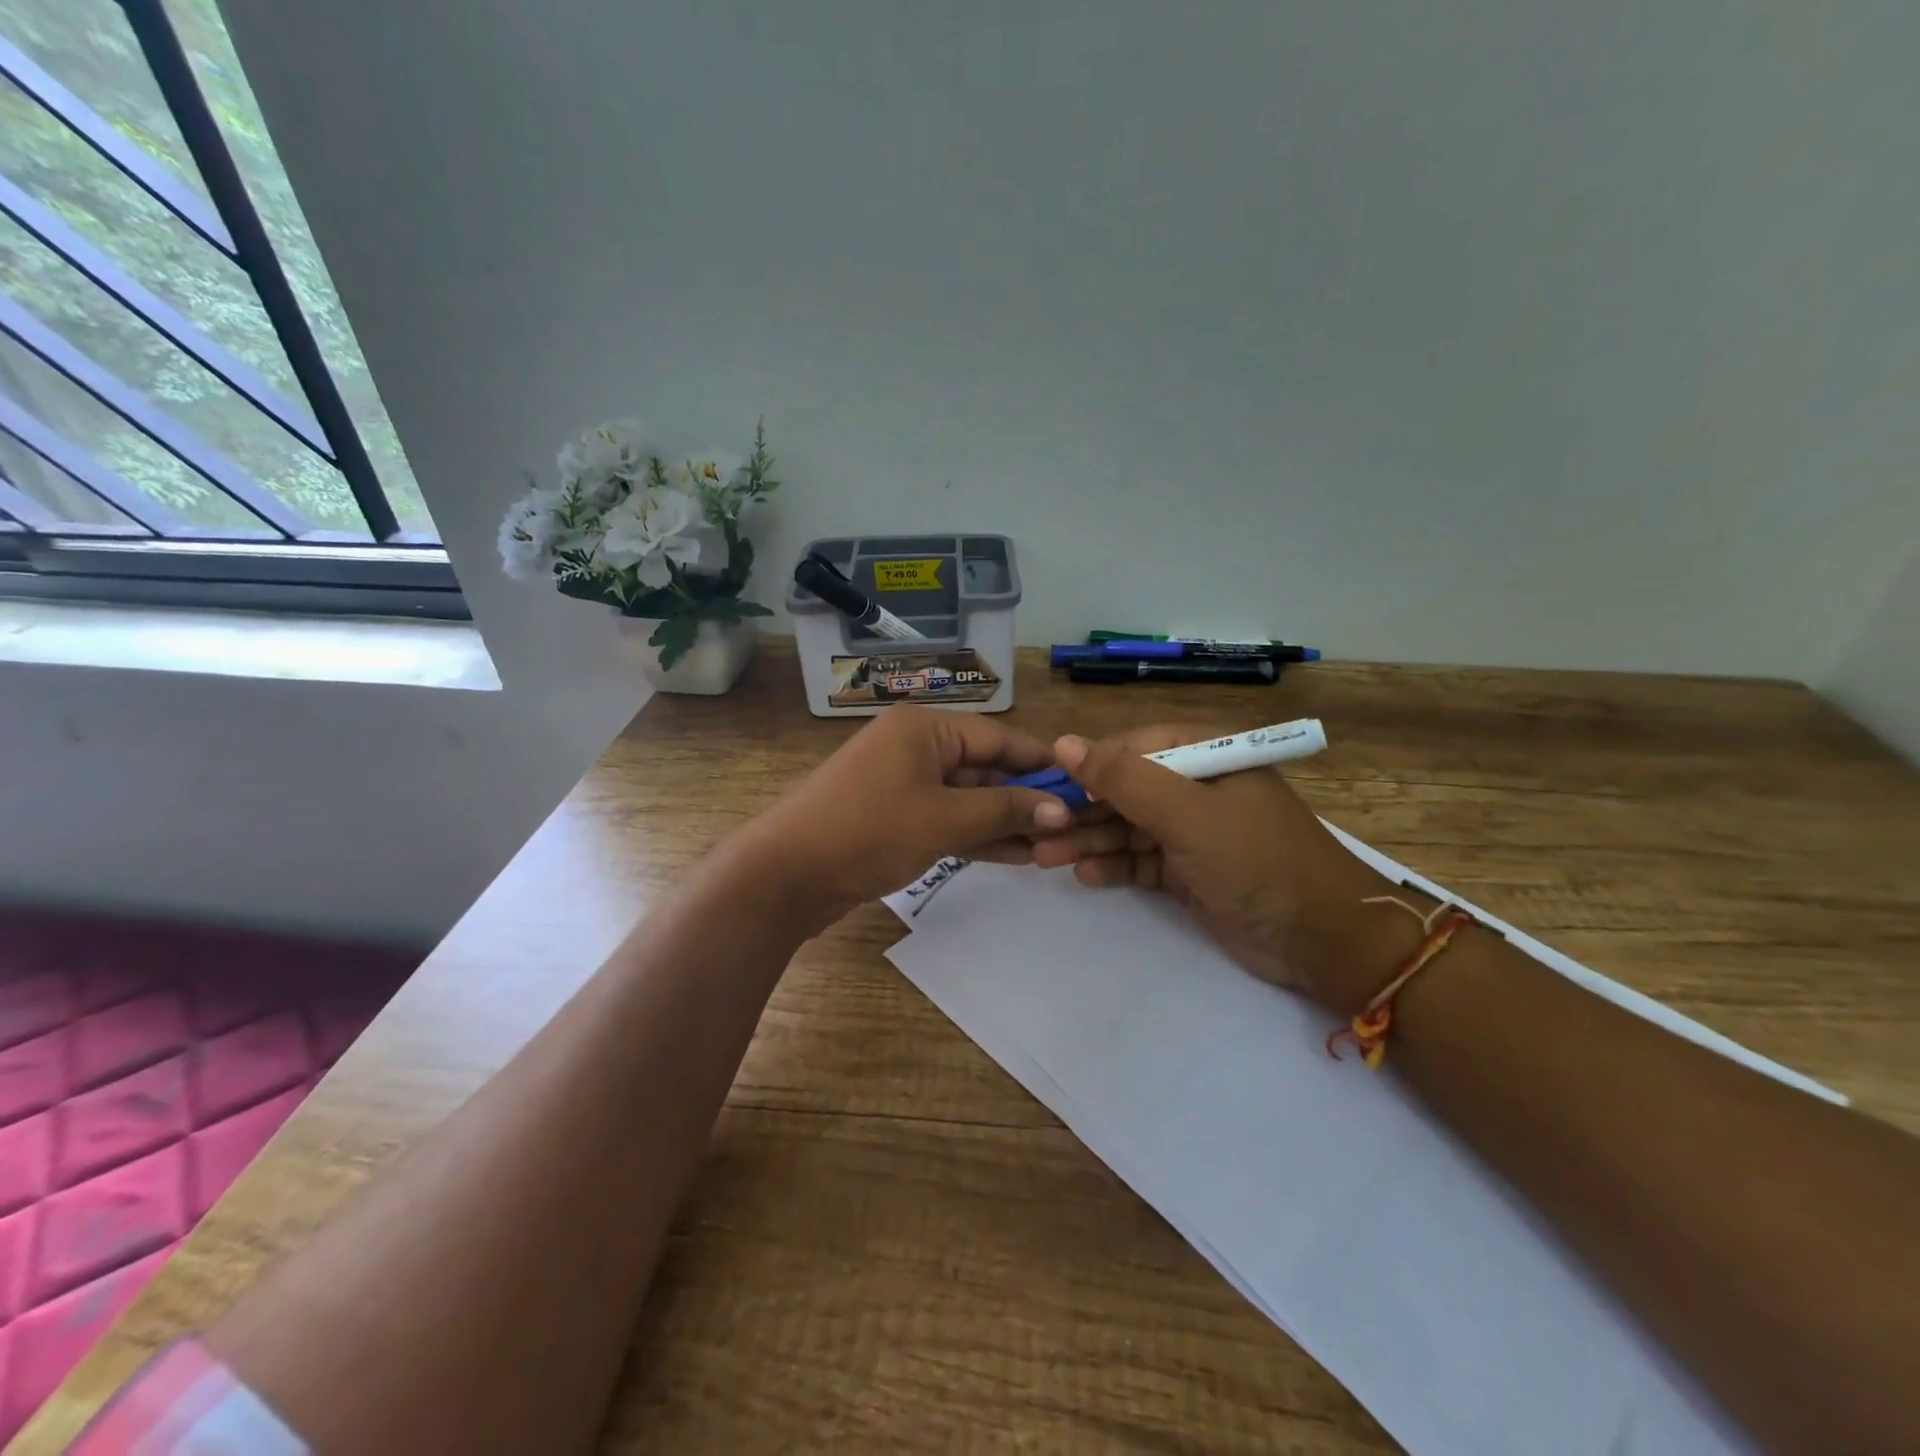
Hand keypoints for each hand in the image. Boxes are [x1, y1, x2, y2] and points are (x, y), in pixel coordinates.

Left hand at [742, 706, 1073, 929]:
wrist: (786, 874)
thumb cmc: (869, 831)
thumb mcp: (945, 819)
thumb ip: (1006, 811)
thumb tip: (1063, 810)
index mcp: (925, 728)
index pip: (999, 737)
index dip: (1042, 762)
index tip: (1083, 784)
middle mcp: (914, 746)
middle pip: (983, 767)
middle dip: (1025, 797)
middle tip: (1072, 824)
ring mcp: (901, 782)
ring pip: (965, 797)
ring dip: (1004, 820)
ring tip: (1051, 845)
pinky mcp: (892, 816)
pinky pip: (944, 818)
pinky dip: (975, 834)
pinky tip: (1015, 854)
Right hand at [1030, 726, 1413, 1013]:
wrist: (1321, 938)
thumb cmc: (1256, 860)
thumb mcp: (1187, 814)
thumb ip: (1124, 779)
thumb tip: (1062, 743)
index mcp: (1204, 756)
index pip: (1132, 748)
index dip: (1087, 766)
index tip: (1045, 786)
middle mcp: (1195, 787)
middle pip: (1125, 790)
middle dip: (1081, 810)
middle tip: (1037, 831)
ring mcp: (1192, 831)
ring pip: (1127, 827)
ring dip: (1089, 840)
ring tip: (1045, 857)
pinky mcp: (1189, 871)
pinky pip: (1140, 860)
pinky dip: (1114, 866)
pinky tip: (1084, 875)